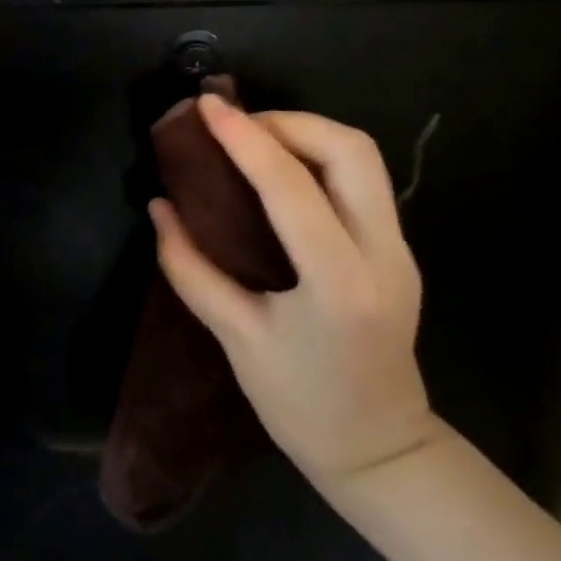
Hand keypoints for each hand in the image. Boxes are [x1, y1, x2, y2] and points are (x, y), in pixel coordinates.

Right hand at [150, 97, 435, 490]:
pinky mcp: (399, 250)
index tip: (208, 108)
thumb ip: (191, 268)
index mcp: (338, 284)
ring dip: (307, 133)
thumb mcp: (236, 339)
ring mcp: (400, 249)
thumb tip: (160, 208)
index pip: (291, 187)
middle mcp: (382, 254)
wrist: (381, 452)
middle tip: (236, 129)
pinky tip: (280, 171)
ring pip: (364, 158)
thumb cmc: (301, 406)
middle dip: (289, 122)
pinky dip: (319, 157)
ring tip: (254, 141)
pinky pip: (363, 180)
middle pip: (351, 150)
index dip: (245, 139)